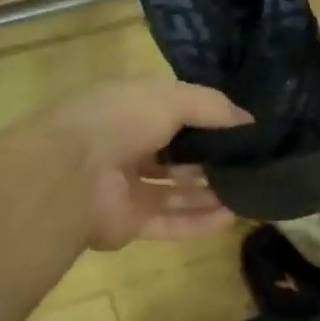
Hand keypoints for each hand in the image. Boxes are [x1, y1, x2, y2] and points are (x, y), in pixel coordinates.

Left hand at [46, 80, 251, 249]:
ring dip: (210, 192)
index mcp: (130, 109)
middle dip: (212, 158)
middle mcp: (127, 145)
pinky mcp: (128, 222)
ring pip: (175, 191)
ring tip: (250, 192)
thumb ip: (212, 106)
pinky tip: (232, 218)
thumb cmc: (119, 122)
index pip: (175, 111)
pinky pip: (169, 222)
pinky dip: (199, 222)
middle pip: (177, 154)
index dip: (209, 118)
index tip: (245, 127)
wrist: (67, 176)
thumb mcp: (170, 98)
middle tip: (251, 163)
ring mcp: (126, 187)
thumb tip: (250, 120)